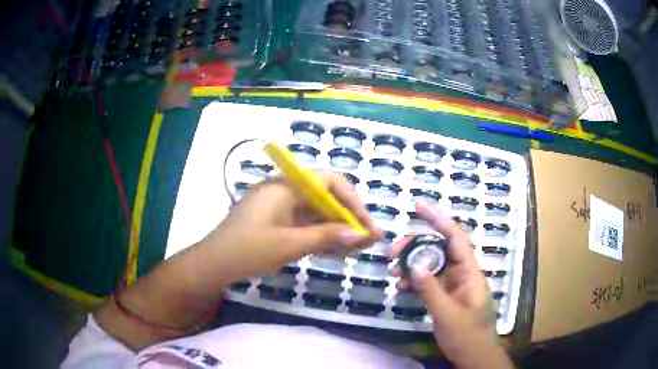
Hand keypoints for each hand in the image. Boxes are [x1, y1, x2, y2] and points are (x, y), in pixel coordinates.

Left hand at [202, 171, 383, 279]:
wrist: (214, 264)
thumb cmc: (247, 250)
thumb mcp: (288, 244)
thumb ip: (325, 237)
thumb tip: (360, 234)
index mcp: (285, 187)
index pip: (329, 181)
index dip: (352, 201)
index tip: (365, 224)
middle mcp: (285, 191)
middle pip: (326, 198)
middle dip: (349, 218)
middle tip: (370, 239)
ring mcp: (281, 207)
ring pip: (318, 213)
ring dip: (338, 229)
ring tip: (360, 248)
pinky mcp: (279, 222)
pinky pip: (307, 225)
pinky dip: (323, 236)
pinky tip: (339, 251)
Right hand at [392, 201, 511, 368]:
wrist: (474, 357)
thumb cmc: (467, 336)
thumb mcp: (447, 314)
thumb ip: (431, 289)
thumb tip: (414, 264)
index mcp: (470, 273)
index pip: (455, 238)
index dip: (439, 219)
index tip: (419, 206)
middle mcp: (463, 274)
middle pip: (440, 249)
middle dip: (417, 245)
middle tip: (394, 250)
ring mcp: (454, 285)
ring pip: (432, 265)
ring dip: (413, 264)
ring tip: (393, 269)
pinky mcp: (446, 296)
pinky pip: (430, 282)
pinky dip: (416, 281)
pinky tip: (402, 285)